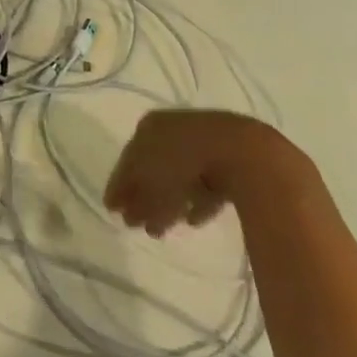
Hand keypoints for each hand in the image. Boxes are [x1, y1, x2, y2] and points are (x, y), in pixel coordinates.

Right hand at [103, 109, 307, 234]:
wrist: (243, 153)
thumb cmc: (184, 161)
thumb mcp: (149, 182)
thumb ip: (133, 198)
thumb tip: (124, 213)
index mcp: (149, 127)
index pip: (128, 159)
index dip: (119, 186)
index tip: (113, 210)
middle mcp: (173, 129)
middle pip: (152, 168)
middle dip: (143, 197)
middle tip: (136, 224)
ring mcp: (204, 143)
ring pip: (178, 176)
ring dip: (168, 203)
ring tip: (162, 230)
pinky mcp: (231, 159)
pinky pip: (206, 183)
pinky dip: (196, 201)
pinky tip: (193, 221)